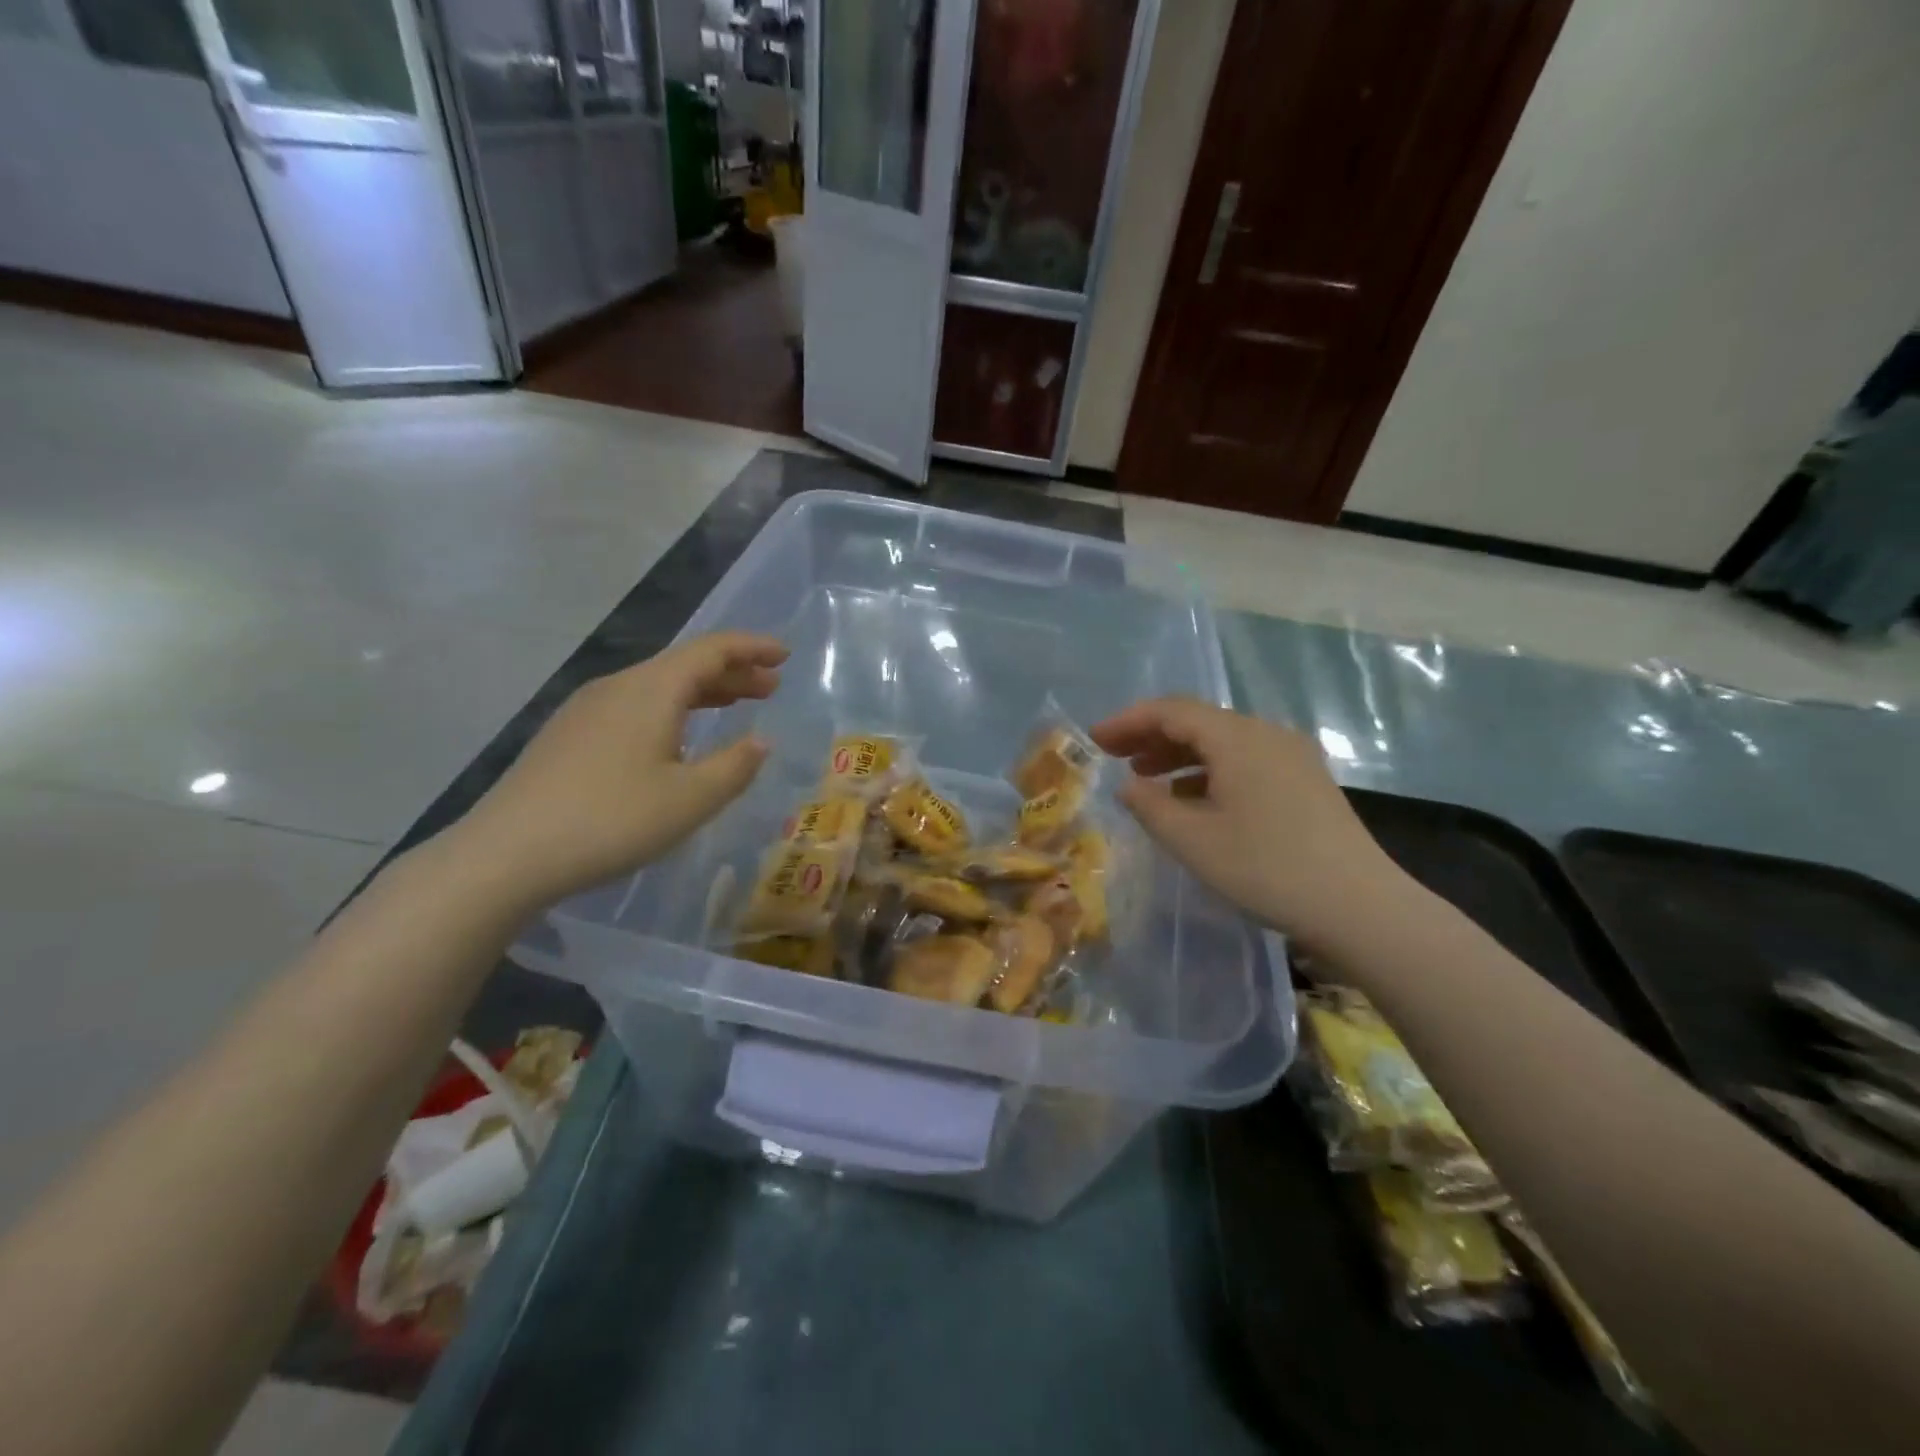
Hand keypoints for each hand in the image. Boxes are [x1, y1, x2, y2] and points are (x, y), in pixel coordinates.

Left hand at [450, 633, 786, 909]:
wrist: (507, 854)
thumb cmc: (612, 821)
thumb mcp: (690, 799)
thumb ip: (735, 766)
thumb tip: (761, 741)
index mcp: (651, 690)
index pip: (711, 650)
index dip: (751, 648)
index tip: (784, 655)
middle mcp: (619, 686)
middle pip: (684, 664)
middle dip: (732, 672)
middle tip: (770, 687)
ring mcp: (587, 709)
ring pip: (657, 686)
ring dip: (702, 692)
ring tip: (734, 707)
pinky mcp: (568, 735)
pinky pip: (634, 705)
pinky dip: (671, 709)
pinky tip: (676, 738)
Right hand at [1090, 698, 1408, 952]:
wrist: (1360, 908)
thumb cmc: (1266, 869)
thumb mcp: (1192, 841)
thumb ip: (1149, 806)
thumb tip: (1129, 786)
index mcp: (1238, 738)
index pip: (1171, 711)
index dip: (1128, 721)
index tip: (1094, 739)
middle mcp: (1266, 734)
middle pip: (1198, 721)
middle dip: (1151, 735)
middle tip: (1113, 755)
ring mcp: (1291, 757)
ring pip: (1222, 742)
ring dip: (1179, 755)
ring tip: (1145, 777)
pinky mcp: (1305, 782)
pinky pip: (1245, 761)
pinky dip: (1209, 772)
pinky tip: (1192, 800)